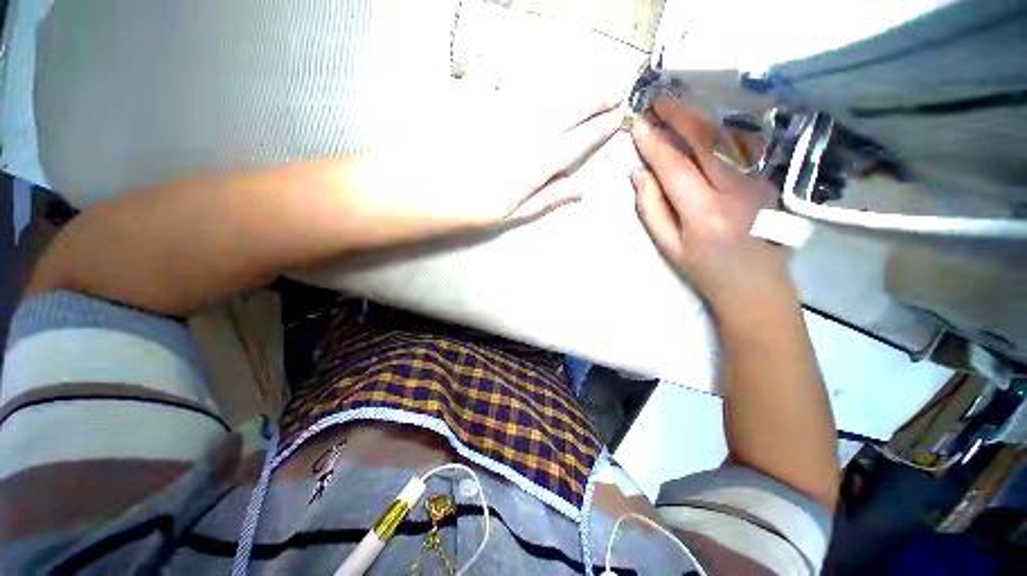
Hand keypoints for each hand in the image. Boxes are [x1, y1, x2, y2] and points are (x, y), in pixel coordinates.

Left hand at [346, 87, 625, 240]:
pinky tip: (517, 56)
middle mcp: (522, 135)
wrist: (419, 191)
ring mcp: (499, 113)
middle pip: (565, 112)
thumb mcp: (511, 213)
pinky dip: (508, 61)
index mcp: (532, 166)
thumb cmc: (467, 209)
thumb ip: (546, 198)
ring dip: (566, 84)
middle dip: (593, 100)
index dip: (599, 130)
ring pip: (541, 91)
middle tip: (612, 90)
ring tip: (582, 82)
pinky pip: (495, 70)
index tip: (618, 117)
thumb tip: (580, 189)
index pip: (575, 144)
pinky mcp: (473, 98)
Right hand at [630, 98, 795, 313]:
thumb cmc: (705, 271)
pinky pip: (744, 146)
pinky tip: (707, 124)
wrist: (756, 287)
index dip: (654, 144)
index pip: (674, 166)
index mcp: (703, 212)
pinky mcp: (770, 179)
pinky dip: (723, 129)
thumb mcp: (669, 246)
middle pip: (707, 139)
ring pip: (730, 135)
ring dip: (702, 116)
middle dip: (680, 115)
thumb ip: (651, 208)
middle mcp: (735, 190)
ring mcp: (759, 181)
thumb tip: (638, 173)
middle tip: (659, 100)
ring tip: (680, 105)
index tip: (638, 126)